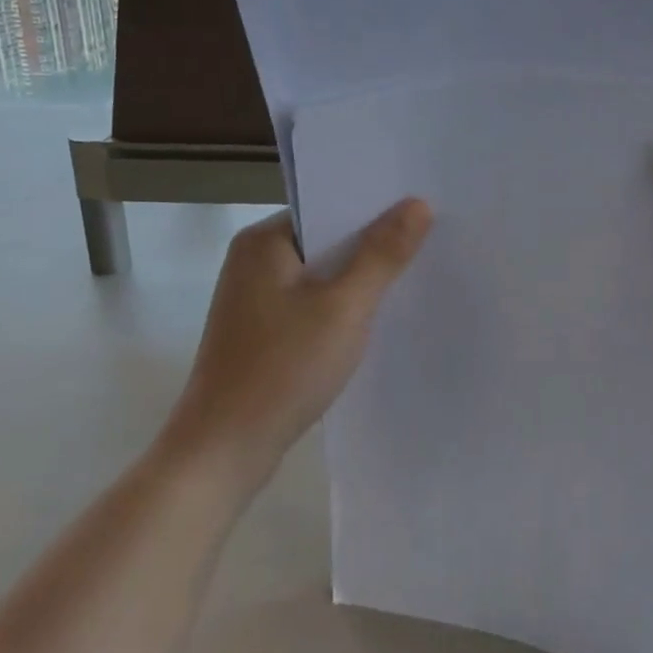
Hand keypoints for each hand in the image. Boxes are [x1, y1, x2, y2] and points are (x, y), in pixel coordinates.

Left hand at [160, 201, 433, 487]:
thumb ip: (382, 253)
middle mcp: (253, 261)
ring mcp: (253, 299)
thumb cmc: (284, 367)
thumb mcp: (344, 306)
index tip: (421, 212)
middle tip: (428, 243)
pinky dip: (339, 308)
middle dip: (371, 246)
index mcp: (263, 241)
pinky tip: (372, 320)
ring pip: (320, 275)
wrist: (224, 449)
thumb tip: (418, 203)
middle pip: (325, 240)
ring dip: (357, 280)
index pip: (328, 207)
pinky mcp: (260, 332)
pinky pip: (310, 304)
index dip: (375, 210)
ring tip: (410, 278)